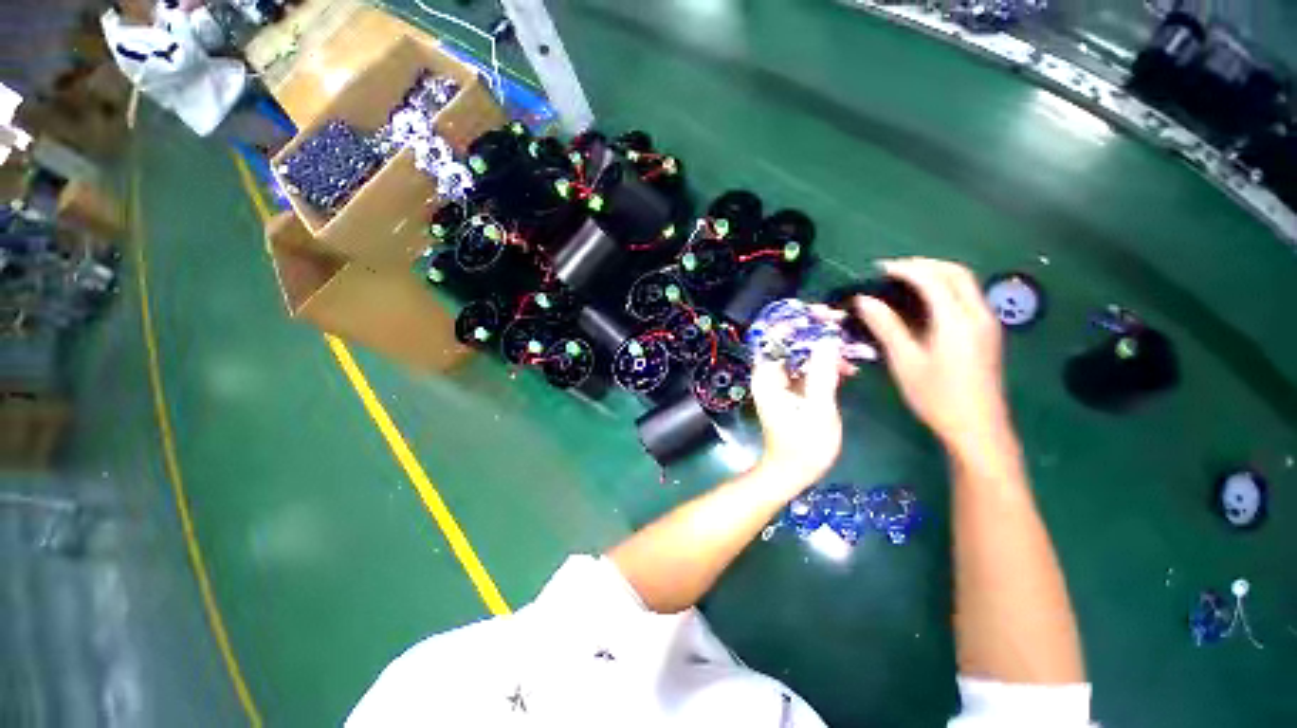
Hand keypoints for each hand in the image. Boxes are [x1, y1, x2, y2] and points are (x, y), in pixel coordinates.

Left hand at [750, 313, 853, 488]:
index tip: (827, 316)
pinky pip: (804, 366)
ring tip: (850, 352)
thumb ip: (822, 373)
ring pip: (798, 352)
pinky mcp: (789, 389)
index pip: (776, 335)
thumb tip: (828, 340)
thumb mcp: (819, 409)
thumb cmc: (804, 446)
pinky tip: (846, 370)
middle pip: (787, 339)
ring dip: (823, 347)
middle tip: (842, 325)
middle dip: (814, 329)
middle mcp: (768, 374)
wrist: (792, 472)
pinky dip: (823, 364)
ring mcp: (778, 381)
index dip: (799, 320)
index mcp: (767, 376)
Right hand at [854, 258, 1009, 452]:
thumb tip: (864, 300)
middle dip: (924, 264)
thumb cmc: (936, 396)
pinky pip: (967, 296)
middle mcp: (978, 314)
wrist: (977, 427)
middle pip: (956, 272)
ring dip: (937, 274)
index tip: (879, 268)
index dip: (905, 269)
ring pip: (965, 283)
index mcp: (957, 320)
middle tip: (893, 269)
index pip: (932, 279)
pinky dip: (946, 288)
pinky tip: (926, 301)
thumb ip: (886, 326)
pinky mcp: (987, 333)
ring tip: (906, 280)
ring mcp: (987, 323)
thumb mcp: (905, 361)